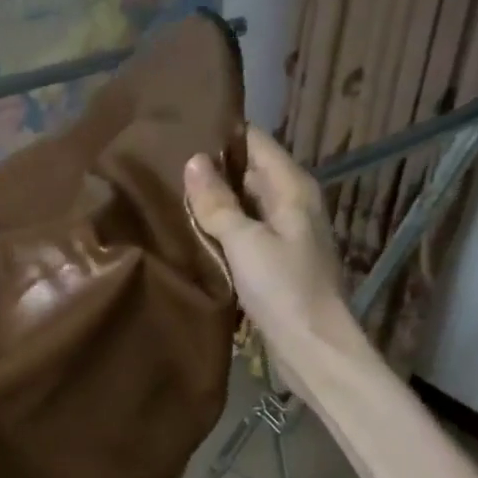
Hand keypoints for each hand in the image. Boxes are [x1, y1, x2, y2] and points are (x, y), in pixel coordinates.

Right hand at [185, 126, 369, 379]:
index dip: (223, 135)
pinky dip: (222, 233)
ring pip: (245, 207)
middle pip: (249, 174)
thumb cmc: (284, 289)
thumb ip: (219, 203)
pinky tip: (192, 236)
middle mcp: (292, 205)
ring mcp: (285, 236)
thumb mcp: (246, 242)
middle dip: (213, 170)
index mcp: (292, 188)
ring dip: (215, 204)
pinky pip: (244, 236)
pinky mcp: (275, 264)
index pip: (256, 143)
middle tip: (164, 166)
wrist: (313, 348)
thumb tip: (194, 160)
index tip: (181, 129)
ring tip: (169, 197)